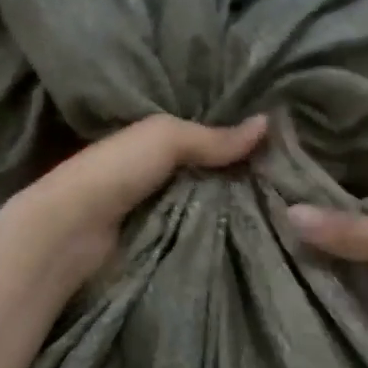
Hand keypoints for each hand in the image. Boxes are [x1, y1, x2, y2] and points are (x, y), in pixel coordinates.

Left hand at [2, 113, 268, 288]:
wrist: (71, 233)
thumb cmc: (115, 171)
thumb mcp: (165, 138)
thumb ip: (212, 136)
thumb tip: (269, 122)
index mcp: (155, 142)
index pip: (206, 137)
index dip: (239, 138)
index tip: (285, 142)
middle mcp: (160, 175)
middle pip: (212, 174)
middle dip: (245, 176)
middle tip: (296, 180)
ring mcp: (161, 211)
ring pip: (212, 206)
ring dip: (239, 208)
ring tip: (289, 207)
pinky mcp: (164, 244)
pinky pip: (203, 235)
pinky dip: (224, 234)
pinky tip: (259, 233)